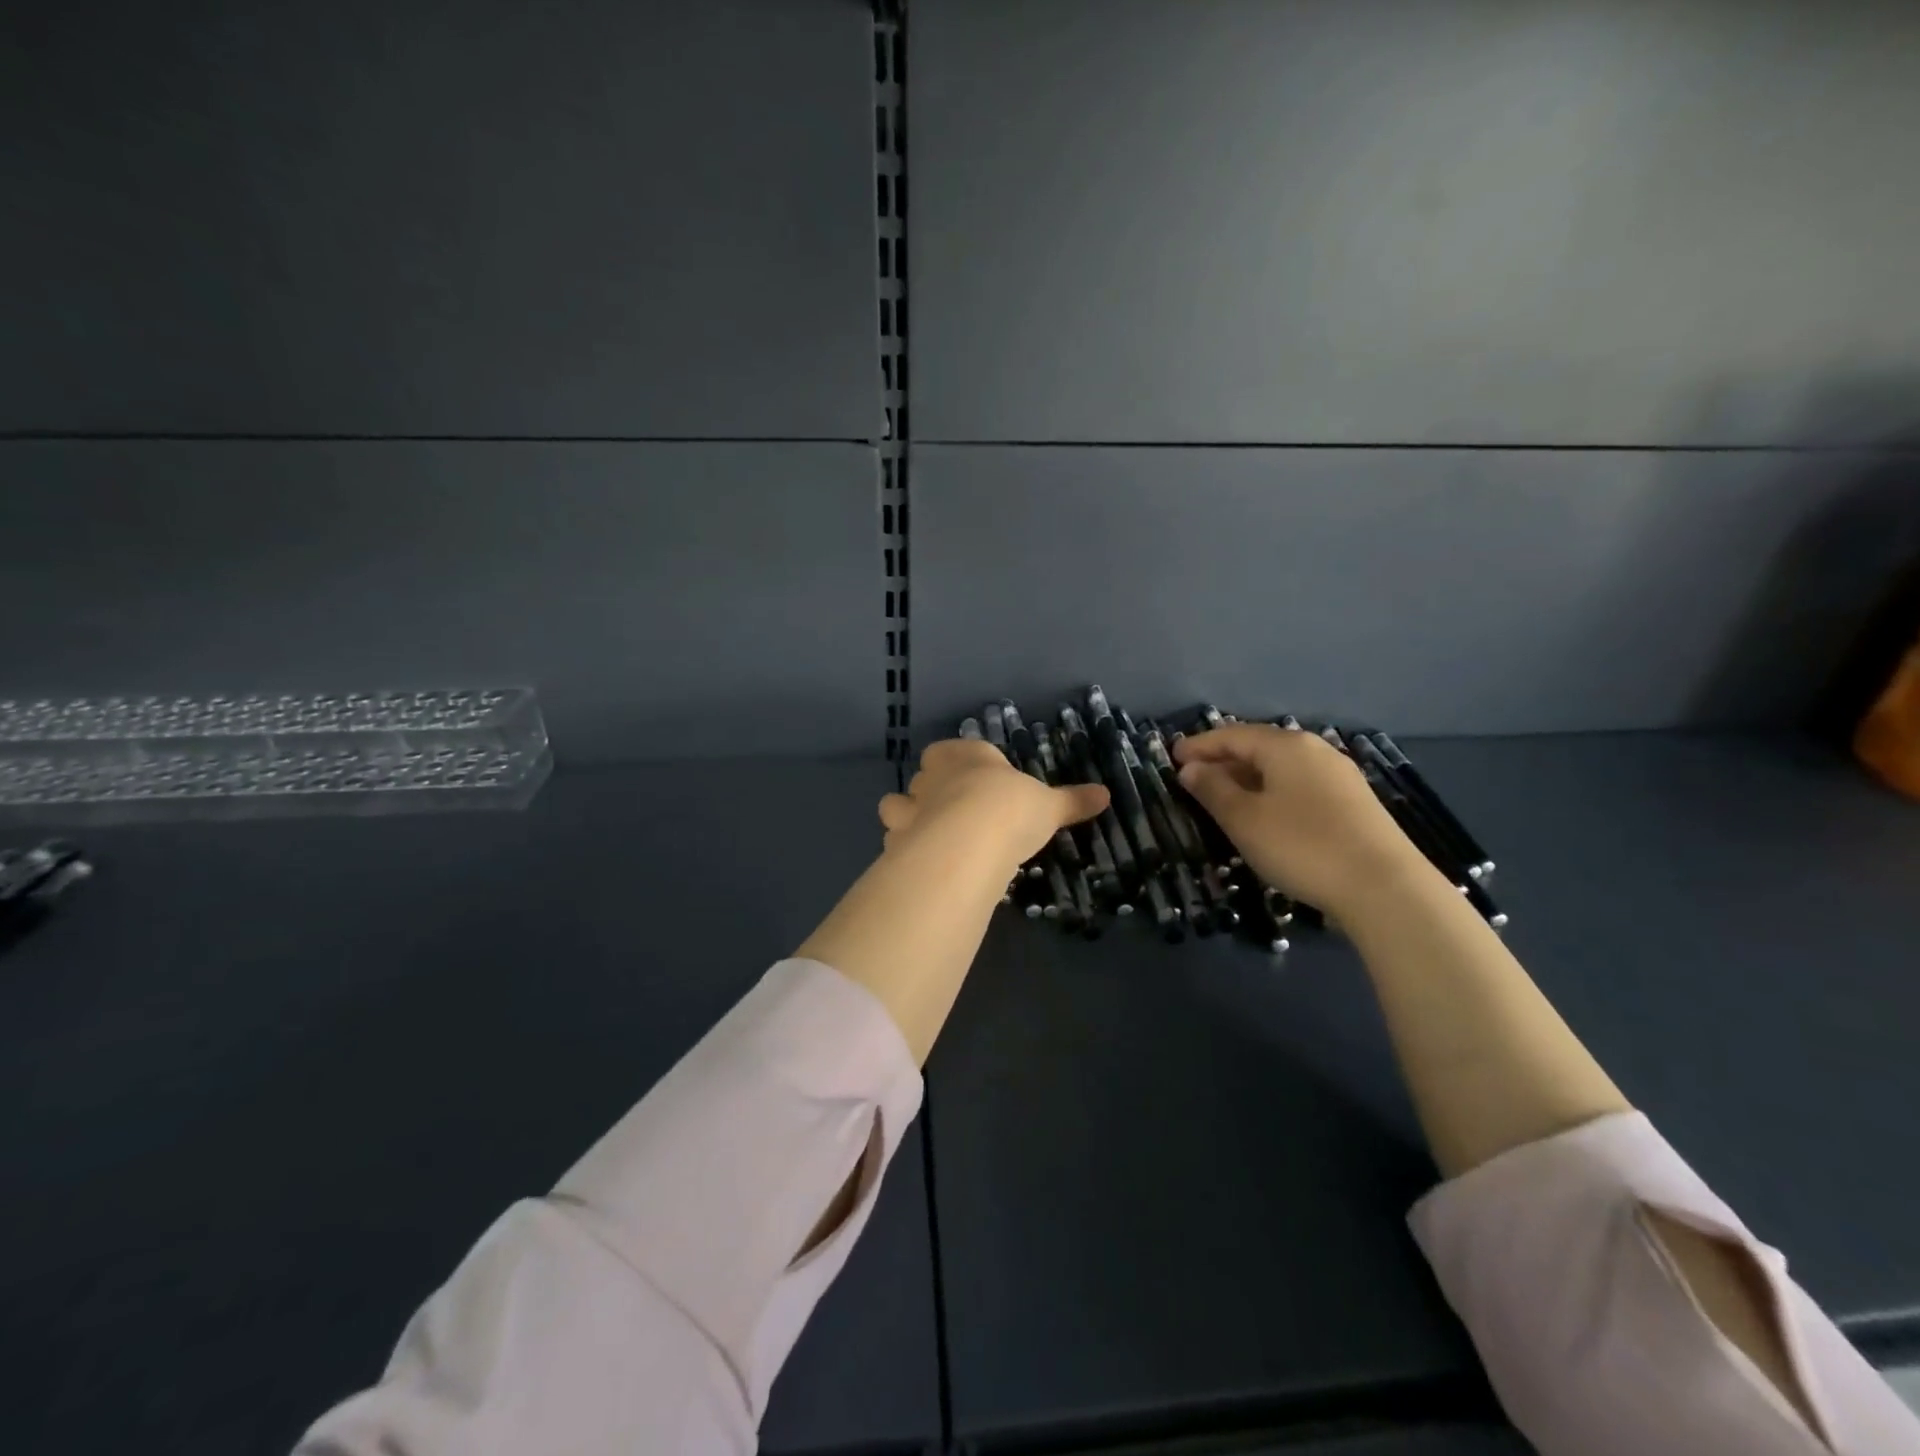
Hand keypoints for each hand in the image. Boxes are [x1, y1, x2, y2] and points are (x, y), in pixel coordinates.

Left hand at [879, 739, 1108, 870]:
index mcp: (965, 756)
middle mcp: (931, 776)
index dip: (961, 766)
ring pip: (895, 805)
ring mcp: (909, 807)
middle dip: (931, 792)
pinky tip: (921, 865)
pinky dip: (903, 851)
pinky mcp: (897, 840)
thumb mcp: (1049, 805)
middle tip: (954, 814)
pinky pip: (894, 841)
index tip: (977, 784)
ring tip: (929, 838)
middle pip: (922, 777)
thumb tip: (1105, 795)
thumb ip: (1072, 801)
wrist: (971, 840)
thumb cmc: (1011, 808)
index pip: (952, 751)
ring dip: (906, 818)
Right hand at [1173, 724, 1426, 916]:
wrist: (1385, 888)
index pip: (1231, 735)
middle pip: (1258, 746)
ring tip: (1223, 796)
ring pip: (1281, 767)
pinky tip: (1265, 812)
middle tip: (1193, 777)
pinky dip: (1272, 791)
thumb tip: (1191, 769)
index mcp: (1285, 746)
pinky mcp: (1354, 802)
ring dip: (1247, 777)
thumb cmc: (1302, 846)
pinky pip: (1299, 785)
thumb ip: (1213, 790)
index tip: (1172, 757)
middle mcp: (1314, 750)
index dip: (1199, 746)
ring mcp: (1339, 775)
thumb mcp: (1244, 819)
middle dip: (1223, 759)